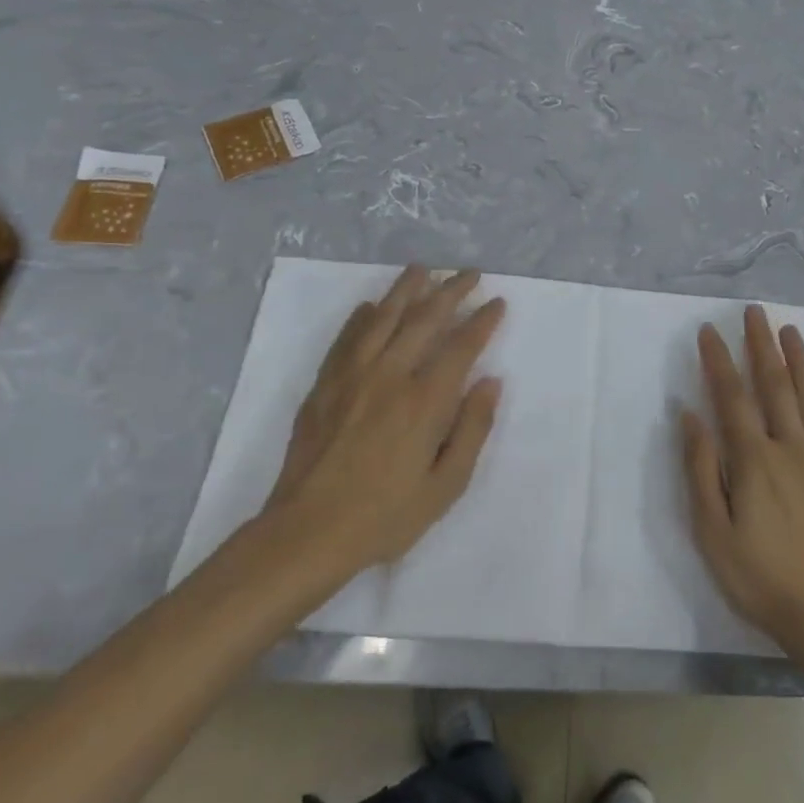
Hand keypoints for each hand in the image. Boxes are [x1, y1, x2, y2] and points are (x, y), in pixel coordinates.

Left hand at [263, 266, 504, 588]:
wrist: (307, 532)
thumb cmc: (386, 516)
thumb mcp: (446, 485)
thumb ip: (473, 429)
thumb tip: (491, 382)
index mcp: (424, 401)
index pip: (461, 346)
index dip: (482, 320)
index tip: (497, 303)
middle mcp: (389, 376)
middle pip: (424, 319)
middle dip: (451, 291)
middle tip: (470, 274)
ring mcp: (352, 376)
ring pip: (383, 318)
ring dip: (406, 289)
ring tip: (423, 270)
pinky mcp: (324, 385)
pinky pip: (347, 338)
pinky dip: (362, 317)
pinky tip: (372, 306)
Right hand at [682, 305, 803, 663]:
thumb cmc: (759, 575)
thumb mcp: (712, 530)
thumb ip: (699, 468)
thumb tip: (689, 415)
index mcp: (754, 459)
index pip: (732, 396)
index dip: (718, 360)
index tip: (709, 330)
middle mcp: (791, 446)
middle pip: (774, 383)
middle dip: (761, 344)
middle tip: (754, 312)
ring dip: (799, 360)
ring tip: (790, 331)